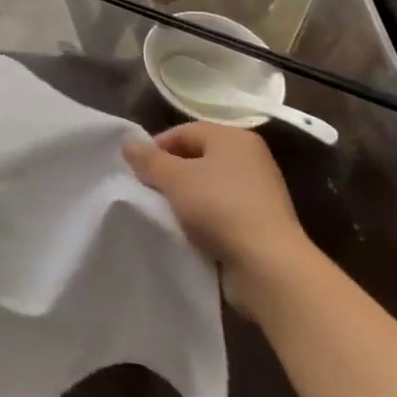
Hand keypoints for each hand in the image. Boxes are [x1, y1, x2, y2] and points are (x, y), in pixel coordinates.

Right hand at [123, 122, 316, 317]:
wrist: (268, 264)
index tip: (138, 171)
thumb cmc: (219, 207)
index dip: (156, 147)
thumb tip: (128, 144)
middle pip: (198, 156)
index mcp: (233, 137)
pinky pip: (223, 207)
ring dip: (187, 195)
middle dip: (171, 172)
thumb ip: (149, 159)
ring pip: (210, 184)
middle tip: (150, 190)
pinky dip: (205, 214)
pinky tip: (191, 229)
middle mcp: (251, 157)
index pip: (184, 131)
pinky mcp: (263, 219)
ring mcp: (260, 189)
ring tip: (167, 211)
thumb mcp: (174, 179)